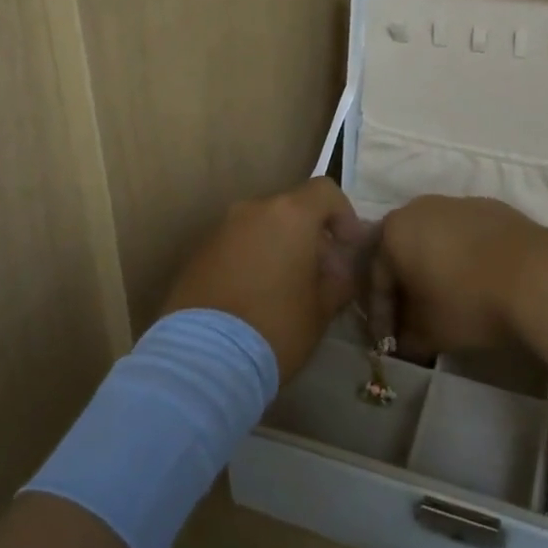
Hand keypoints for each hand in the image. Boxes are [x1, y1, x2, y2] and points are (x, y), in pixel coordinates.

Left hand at [158, 178, 366, 379]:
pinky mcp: (199, 252)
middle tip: (320, 275)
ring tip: (286, 289)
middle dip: (310, 236)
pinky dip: (251, 259)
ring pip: (261, 227)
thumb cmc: (276, 326)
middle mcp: (253, 210)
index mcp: (289, 214)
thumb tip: (341, 270)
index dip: (344, 215)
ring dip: (279, 247)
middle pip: (291, 209)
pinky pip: (236, 245)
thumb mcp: (322, 309)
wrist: (203, 356)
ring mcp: (221, 228)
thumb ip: (339, 280)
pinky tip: (254, 297)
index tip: (348, 248)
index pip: (325, 191)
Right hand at [376, 195, 547, 356]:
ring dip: (435, 269)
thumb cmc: (469, 302)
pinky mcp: (492, 207)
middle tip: (413, 319)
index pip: (376, 277)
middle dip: (406, 287)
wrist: (539, 276)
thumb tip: (401, 342)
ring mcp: (458, 203)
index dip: (381, 315)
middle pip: (403, 252)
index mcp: (394, 232)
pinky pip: (466, 235)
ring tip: (448, 301)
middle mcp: (419, 208)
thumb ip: (407, 336)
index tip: (389, 343)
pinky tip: (478, 282)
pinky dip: (464, 257)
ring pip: (435, 240)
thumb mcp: (430, 332)